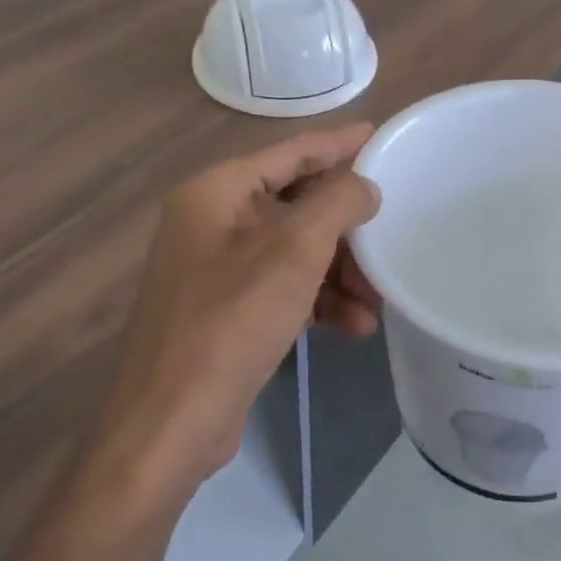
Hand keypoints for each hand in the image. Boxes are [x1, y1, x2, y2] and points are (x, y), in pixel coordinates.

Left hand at [100, 125, 382, 492]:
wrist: (169, 426)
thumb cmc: (231, 321)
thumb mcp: (295, 250)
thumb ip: (337, 202)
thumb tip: (364, 187)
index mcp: (217, 192)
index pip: (290, 152)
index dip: (338, 143)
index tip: (380, 135)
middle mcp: (212, 222)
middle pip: (297, 204)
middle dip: (347, 227)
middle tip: (391, 232)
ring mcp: (217, 269)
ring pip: (296, 251)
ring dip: (340, 272)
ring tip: (378, 299)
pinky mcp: (227, 312)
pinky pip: (285, 288)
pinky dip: (319, 301)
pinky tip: (354, 326)